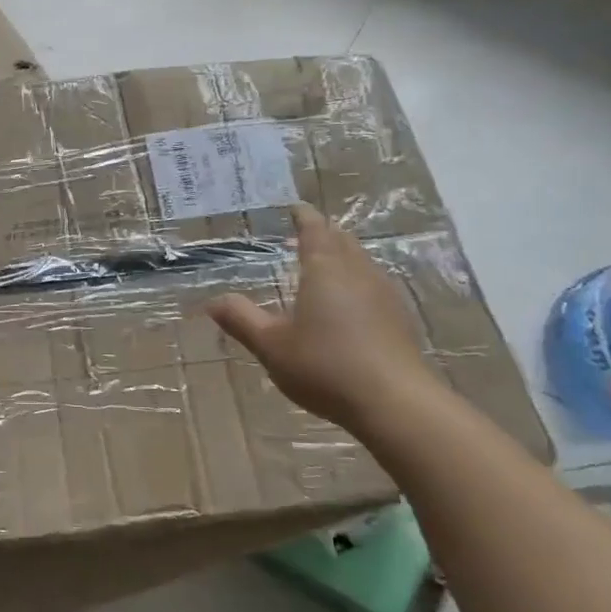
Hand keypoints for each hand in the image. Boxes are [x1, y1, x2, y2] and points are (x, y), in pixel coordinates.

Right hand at [207, 204, 442, 431]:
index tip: (294, 208)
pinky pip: (373, 283)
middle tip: (305, 233)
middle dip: (323, 232)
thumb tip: (212, 301)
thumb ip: (241, 319)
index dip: (303, 216)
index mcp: (324, 269)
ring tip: (323, 263)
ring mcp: (383, 294)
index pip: (314, 229)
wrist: (395, 404)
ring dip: (342, 255)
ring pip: (361, 261)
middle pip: (341, 240)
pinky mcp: (398, 319)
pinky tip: (349, 301)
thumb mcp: (271, 345)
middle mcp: (357, 272)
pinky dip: (356, 279)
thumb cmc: (325, 366)